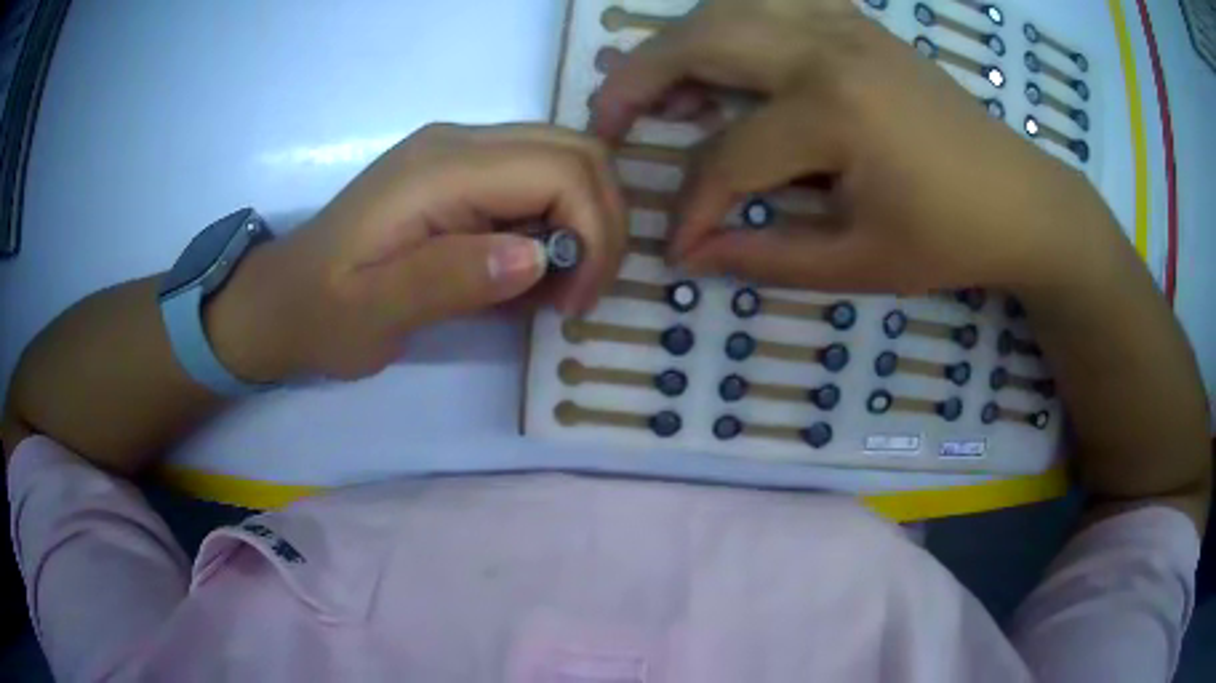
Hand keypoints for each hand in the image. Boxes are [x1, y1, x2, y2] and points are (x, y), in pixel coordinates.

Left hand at [216, 124, 625, 381]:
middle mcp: (460, 142)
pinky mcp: (462, 173)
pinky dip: (556, 226)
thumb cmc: (321, 313)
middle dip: (602, 226)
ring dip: (583, 225)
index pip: (561, 170)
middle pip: (579, 153)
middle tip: (577, 295)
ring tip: (552, 288)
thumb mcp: (373, 313)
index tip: (573, 303)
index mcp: (440, 168)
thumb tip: (539, 258)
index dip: (593, 235)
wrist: (282, 299)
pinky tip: (524, 270)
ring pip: (567, 162)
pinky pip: (538, 181)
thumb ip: (448, 280)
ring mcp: (462, 152)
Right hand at [592, 0, 1106, 294]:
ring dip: (681, 41)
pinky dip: (734, 17)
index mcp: (832, 113)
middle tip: (610, 121)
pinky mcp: (857, 23)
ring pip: (728, 5)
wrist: (1021, 199)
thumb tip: (692, 254)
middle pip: (699, 42)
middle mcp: (826, 48)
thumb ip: (766, 256)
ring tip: (668, 88)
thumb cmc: (951, 239)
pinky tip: (733, 53)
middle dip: (637, 81)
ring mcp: (843, 24)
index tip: (674, 246)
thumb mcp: (859, 266)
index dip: (690, 207)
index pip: (728, 158)